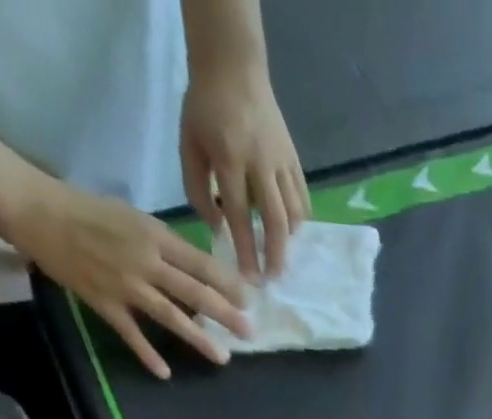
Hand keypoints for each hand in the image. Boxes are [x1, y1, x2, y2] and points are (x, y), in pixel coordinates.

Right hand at [6, 177, 249, 378]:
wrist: (35, 209)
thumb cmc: (88, 211)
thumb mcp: (134, 218)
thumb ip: (166, 244)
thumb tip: (200, 269)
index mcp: (154, 235)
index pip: (200, 263)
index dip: (227, 284)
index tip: (249, 301)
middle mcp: (144, 260)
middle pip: (194, 292)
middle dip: (225, 314)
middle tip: (249, 333)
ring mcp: (124, 284)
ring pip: (170, 315)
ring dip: (199, 339)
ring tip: (223, 358)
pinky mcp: (103, 301)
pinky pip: (130, 333)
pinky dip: (148, 354)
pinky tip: (166, 373)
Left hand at [180, 63, 308, 278]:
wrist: (233, 66)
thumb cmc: (204, 107)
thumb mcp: (189, 144)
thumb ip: (197, 189)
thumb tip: (217, 229)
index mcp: (229, 159)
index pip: (240, 216)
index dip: (246, 250)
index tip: (249, 278)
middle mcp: (260, 164)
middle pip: (275, 221)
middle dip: (275, 254)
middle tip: (273, 278)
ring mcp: (281, 162)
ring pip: (293, 212)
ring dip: (288, 239)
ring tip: (279, 254)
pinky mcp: (294, 159)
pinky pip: (302, 198)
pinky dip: (299, 220)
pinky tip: (291, 231)